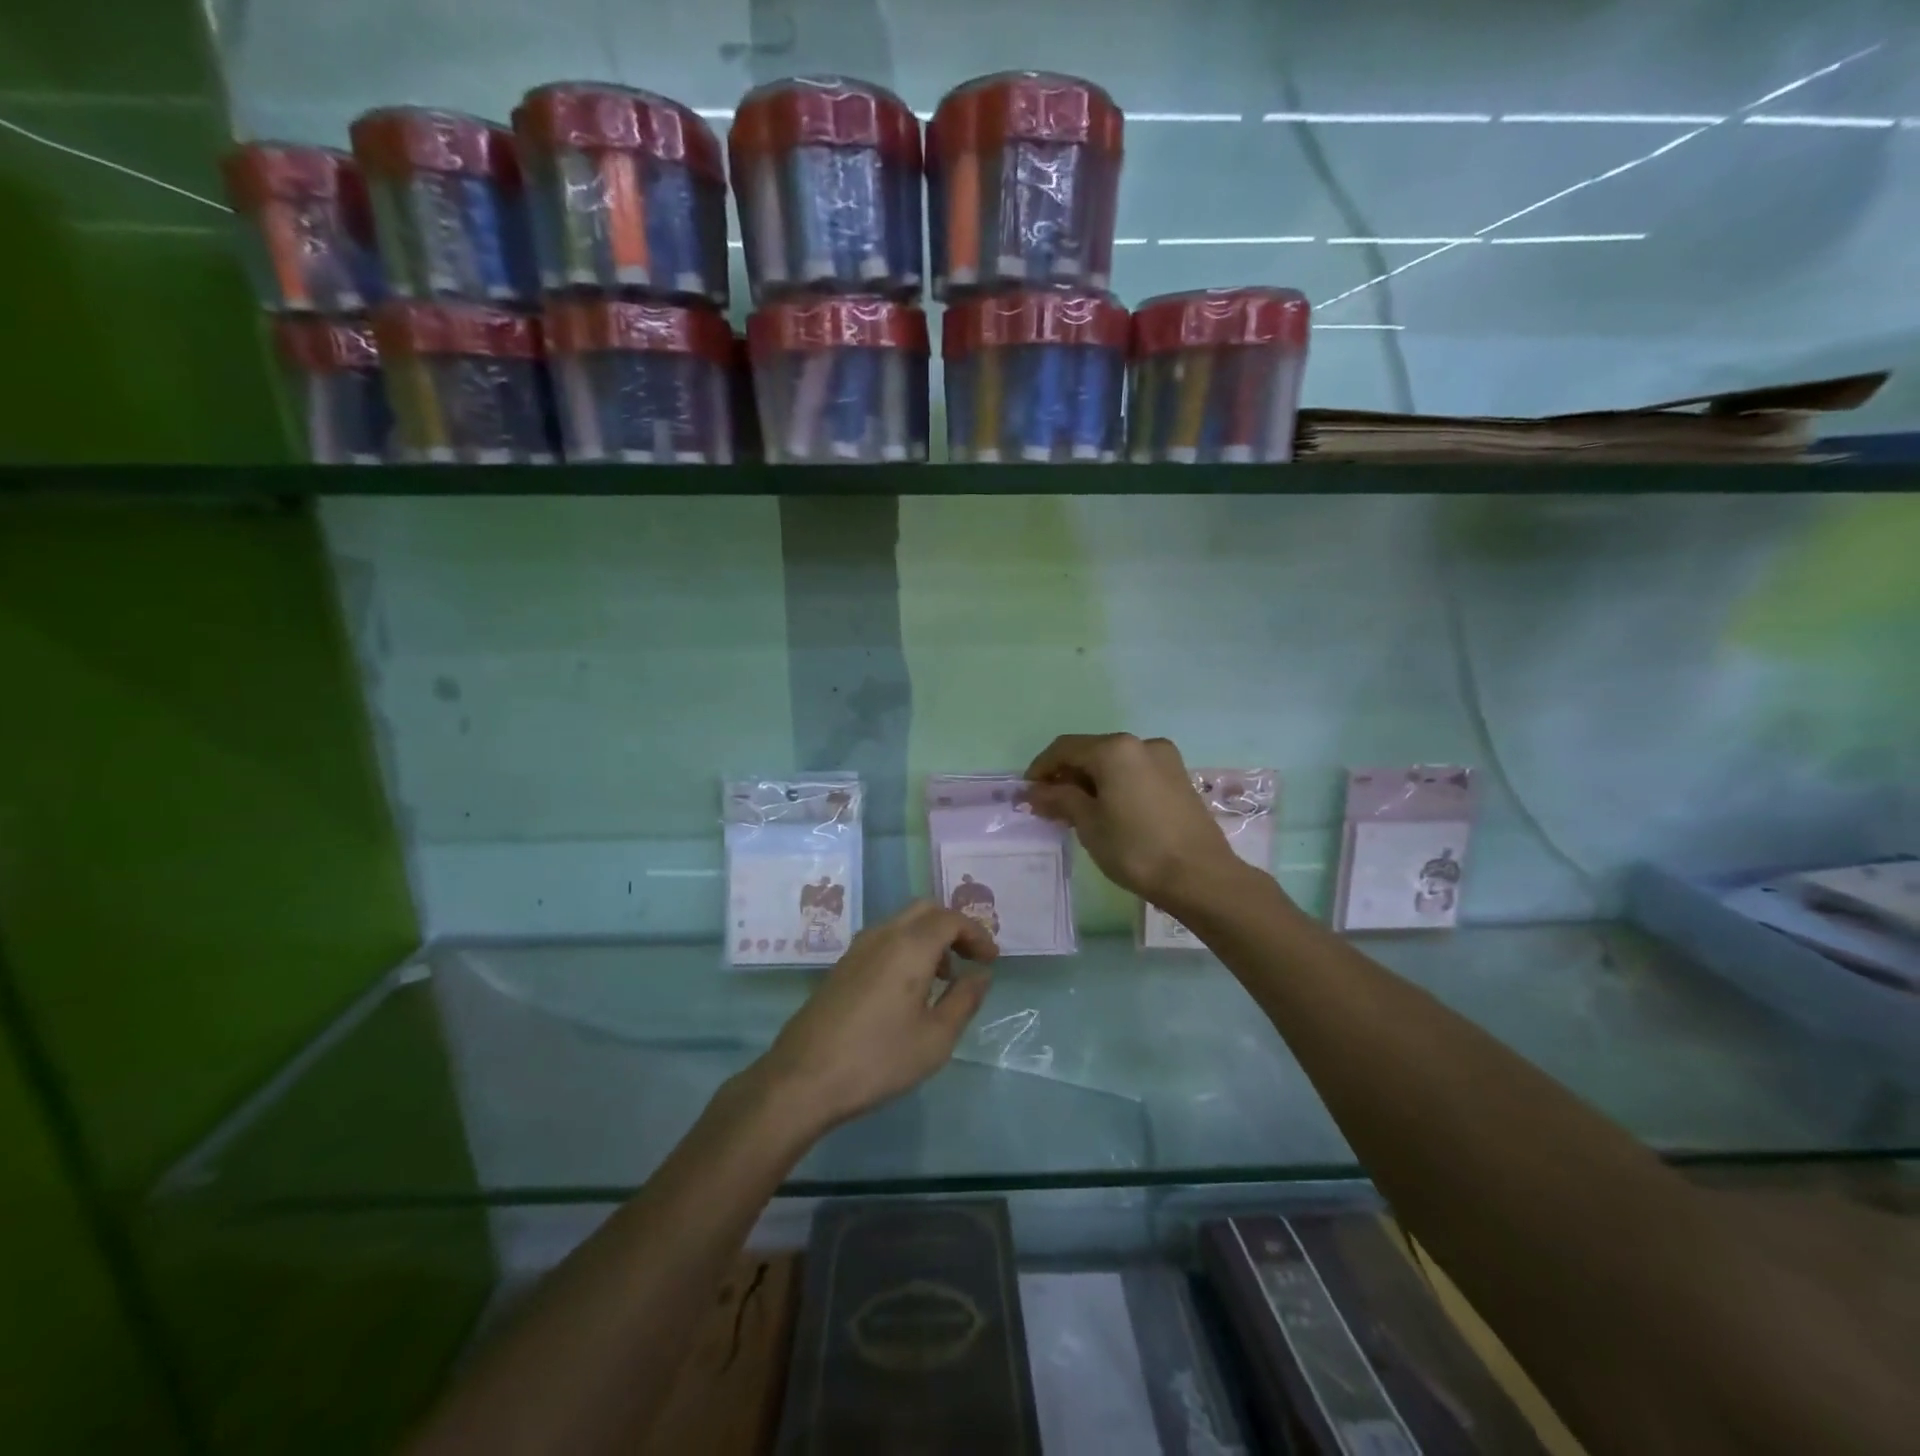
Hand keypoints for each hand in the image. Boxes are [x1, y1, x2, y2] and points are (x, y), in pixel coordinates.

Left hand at [758, 900, 997, 1130]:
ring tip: (944, 977)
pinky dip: (907, 948)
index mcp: (910, 946)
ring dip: (929, 938)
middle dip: (953, 928)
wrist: (803, 1078)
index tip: (992, 960)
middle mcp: (883, 935)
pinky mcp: (842, 966)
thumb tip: (980, 975)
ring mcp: (857, 948)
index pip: (951, 919)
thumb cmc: (878, 1059)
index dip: (977, 934)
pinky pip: (884, 940)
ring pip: (902, 923)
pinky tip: (910, 988)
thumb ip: (964, 1000)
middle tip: (970, 958)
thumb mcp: (935, 1038)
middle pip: (925, 910)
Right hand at [1025, 733, 1245, 912]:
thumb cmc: (1135, 848)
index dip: (1040, 768)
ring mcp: (1164, 759)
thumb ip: (1060, 799)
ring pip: (1114, 763)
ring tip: (1076, 812)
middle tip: (1049, 806)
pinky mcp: (1178, 777)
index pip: (1065, 748)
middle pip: (1091, 751)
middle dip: (1066, 775)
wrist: (1200, 877)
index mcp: (1115, 748)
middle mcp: (1141, 743)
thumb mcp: (1088, 824)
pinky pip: (1135, 773)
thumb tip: (1034, 792)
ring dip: (1090, 781)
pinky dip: (1114, 785)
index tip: (1027, 793)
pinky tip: (1107, 811)